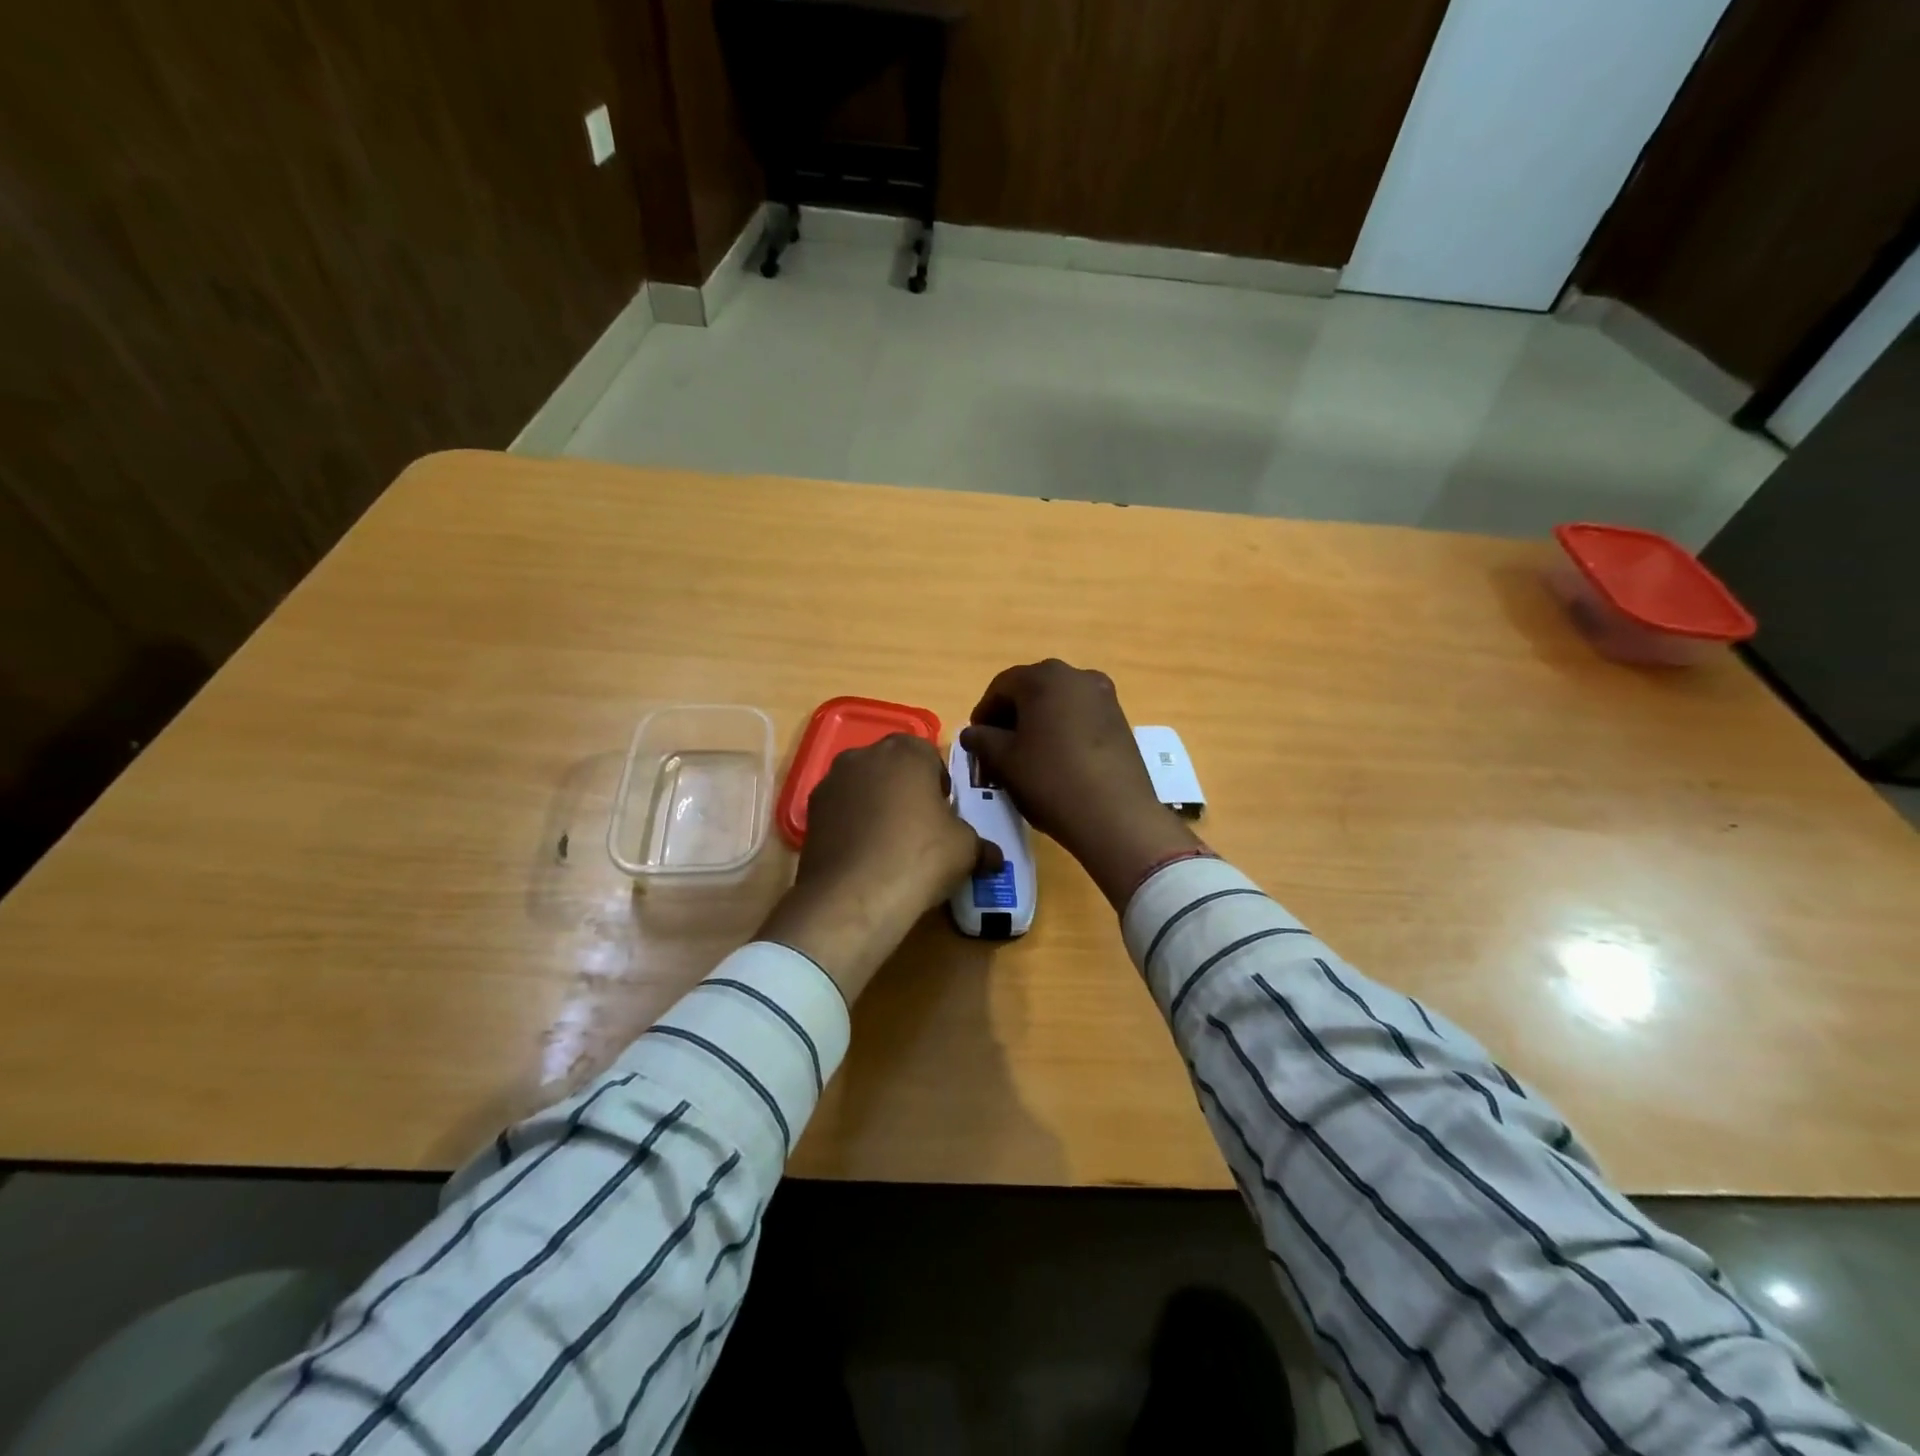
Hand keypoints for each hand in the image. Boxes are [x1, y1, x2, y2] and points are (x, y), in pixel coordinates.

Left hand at [759, 734, 995, 1003]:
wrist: (854, 897)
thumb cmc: (921, 857)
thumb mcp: (966, 849)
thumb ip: (980, 844)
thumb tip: (993, 856)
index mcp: (906, 751)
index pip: (928, 755)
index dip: (938, 784)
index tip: (944, 813)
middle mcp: (864, 755)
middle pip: (892, 767)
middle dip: (905, 790)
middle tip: (920, 827)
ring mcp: (831, 783)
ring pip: (863, 788)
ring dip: (876, 806)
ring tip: (890, 846)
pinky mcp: (810, 814)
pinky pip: (841, 812)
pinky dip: (852, 827)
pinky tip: (864, 858)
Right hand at [959, 660, 1202, 908]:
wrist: (1115, 815)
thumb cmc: (1050, 780)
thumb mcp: (1004, 761)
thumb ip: (981, 740)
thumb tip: (972, 733)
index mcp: (1044, 677)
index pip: (1001, 686)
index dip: (983, 713)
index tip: (976, 740)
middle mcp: (1076, 676)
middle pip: (1032, 690)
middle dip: (1011, 715)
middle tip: (998, 747)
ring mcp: (1104, 696)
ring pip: (1058, 703)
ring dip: (1038, 722)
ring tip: (1028, 756)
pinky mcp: (1121, 720)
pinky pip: (1081, 716)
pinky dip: (1063, 730)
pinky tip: (1057, 759)